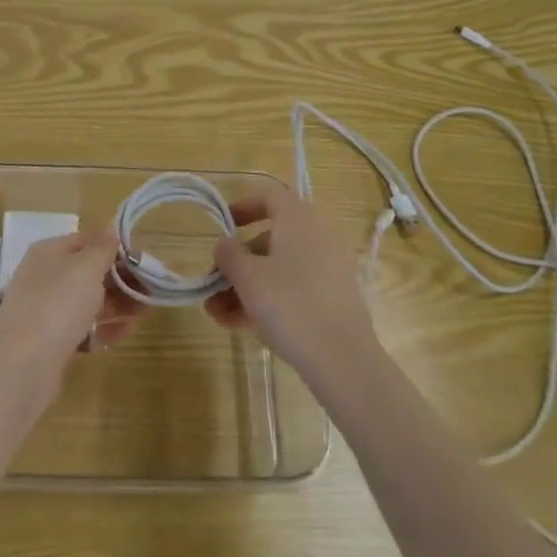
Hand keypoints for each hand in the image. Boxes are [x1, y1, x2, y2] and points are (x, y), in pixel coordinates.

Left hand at [0, 232, 141, 397]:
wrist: (21, 366)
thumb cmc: (57, 304)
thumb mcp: (86, 267)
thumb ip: (102, 248)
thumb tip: (110, 229)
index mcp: (49, 252)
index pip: (87, 241)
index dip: (115, 248)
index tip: (143, 261)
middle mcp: (45, 276)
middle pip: (89, 272)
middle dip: (121, 280)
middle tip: (150, 291)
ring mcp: (46, 310)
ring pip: (87, 301)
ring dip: (116, 304)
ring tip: (142, 313)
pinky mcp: (50, 341)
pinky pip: (82, 328)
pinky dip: (102, 328)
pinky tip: (121, 333)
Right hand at [204, 183, 377, 384]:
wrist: (343, 360)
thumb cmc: (290, 305)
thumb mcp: (248, 277)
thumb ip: (229, 254)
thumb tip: (224, 244)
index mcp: (299, 220)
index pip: (270, 196)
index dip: (243, 206)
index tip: (222, 225)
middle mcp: (317, 237)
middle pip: (269, 239)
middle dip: (236, 262)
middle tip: (212, 284)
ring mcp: (327, 270)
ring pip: (278, 269)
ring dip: (245, 287)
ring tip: (217, 315)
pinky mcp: (332, 299)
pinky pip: (292, 289)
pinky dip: (266, 301)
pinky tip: (239, 326)